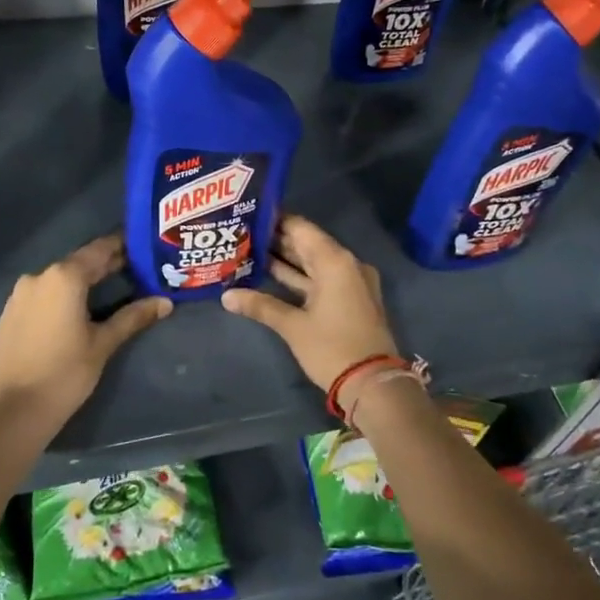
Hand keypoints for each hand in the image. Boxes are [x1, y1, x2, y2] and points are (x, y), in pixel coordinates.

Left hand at [0, 234, 169, 429]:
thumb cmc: (65, 373)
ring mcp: (19, 295)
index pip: (99, 250)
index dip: (122, 245)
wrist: (12, 411)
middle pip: (78, 263)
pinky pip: (42, 295)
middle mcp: (39, 277)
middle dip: (105, 265)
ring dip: (82, 281)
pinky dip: (61, 296)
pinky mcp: (9, 314)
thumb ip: (133, 317)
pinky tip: (75, 311)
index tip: (141, 245)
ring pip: (58, 279)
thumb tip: (165, 302)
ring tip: (109, 291)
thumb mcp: (103, 344)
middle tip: (135, 269)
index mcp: (64, 277)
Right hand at [222, 215, 399, 392]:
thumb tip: (226, 296)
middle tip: (243, 234)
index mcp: (335, 261)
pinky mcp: (351, 300)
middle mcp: (346, 264)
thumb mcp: (293, 326)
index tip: (249, 215)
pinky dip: (299, 278)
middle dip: (276, 241)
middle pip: (307, 244)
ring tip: (249, 252)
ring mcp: (351, 283)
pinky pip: (321, 279)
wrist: (374, 384)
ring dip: (285, 260)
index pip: (301, 228)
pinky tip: (270, 278)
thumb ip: (260, 306)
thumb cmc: (332, 348)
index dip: (275, 220)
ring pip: (313, 264)